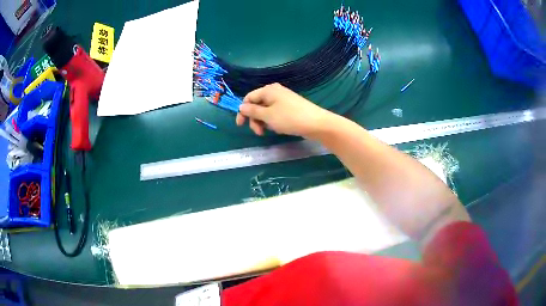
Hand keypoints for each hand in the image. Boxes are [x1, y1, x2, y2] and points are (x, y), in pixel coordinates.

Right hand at [236, 83, 333, 137]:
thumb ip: (252, 111)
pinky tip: (279, 129)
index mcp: (268, 90)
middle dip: (255, 119)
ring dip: (264, 122)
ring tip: (270, 131)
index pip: (249, 98)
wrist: (316, 123)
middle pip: (257, 105)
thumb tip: (241, 107)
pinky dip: (273, 121)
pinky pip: (275, 113)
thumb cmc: (289, 118)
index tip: (241, 126)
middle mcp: (275, 92)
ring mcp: (283, 99)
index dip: (243, 111)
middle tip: (259, 132)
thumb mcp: (267, 116)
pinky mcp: (290, 107)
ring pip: (266, 111)